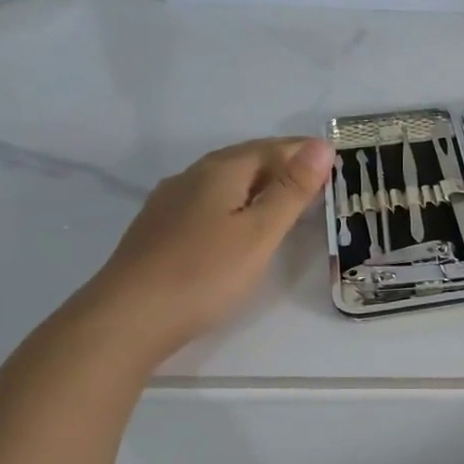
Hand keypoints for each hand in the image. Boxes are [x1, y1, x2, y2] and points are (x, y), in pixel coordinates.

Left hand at [76, 137, 334, 363]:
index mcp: (221, 171)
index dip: (304, 152)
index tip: (336, 160)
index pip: (273, 148)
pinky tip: (237, 220)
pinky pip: (208, 200)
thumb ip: (291, 190)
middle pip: (246, 158)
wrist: (127, 318)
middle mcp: (193, 176)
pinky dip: (235, 201)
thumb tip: (321, 145)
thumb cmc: (204, 273)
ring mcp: (170, 201)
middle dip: (282, 162)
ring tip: (284, 197)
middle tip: (317, 177)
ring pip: (224, 179)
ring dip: (258, 182)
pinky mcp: (159, 228)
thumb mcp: (259, 233)